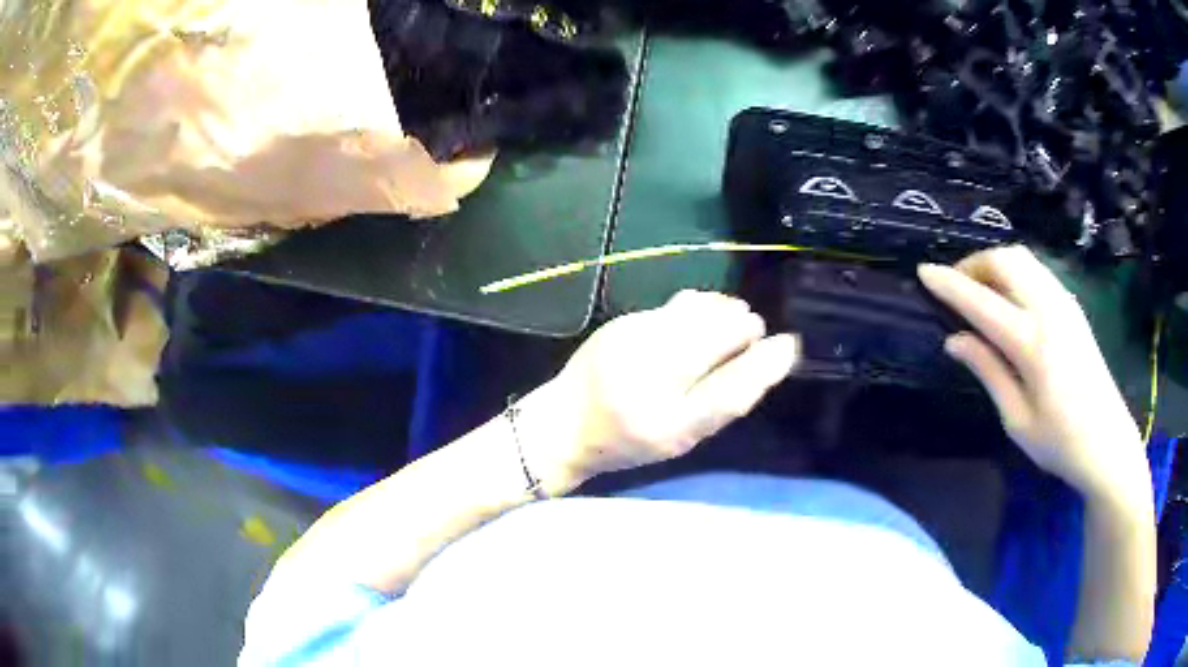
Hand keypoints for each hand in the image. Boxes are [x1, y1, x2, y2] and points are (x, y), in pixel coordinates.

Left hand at [523, 291, 798, 493]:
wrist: (563, 423)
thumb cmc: (627, 442)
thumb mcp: (680, 437)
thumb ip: (725, 400)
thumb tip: (772, 355)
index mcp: (668, 421)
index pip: (732, 388)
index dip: (765, 363)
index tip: (787, 345)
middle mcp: (650, 375)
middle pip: (720, 332)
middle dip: (743, 329)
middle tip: (747, 339)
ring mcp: (634, 339)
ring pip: (701, 309)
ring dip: (723, 313)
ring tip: (726, 328)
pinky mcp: (624, 321)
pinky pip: (678, 305)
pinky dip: (698, 311)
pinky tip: (693, 325)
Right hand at [919, 246, 1148, 501]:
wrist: (1108, 442)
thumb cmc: (1060, 443)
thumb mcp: (1017, 420)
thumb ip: (988, 372)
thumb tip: (954, 340)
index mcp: (1032, 344)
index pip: (982, 302)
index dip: (949, 284)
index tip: (923, 271)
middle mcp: (1049, 311)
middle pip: (1006, 261)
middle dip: (974, 264)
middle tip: (956, 287)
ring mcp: (1065, 304)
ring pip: (1023, 259)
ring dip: (995, 264)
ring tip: (980, 290)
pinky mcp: (1074, 308)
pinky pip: (1038, 271)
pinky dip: (1015, 271)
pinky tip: (1009, 298)